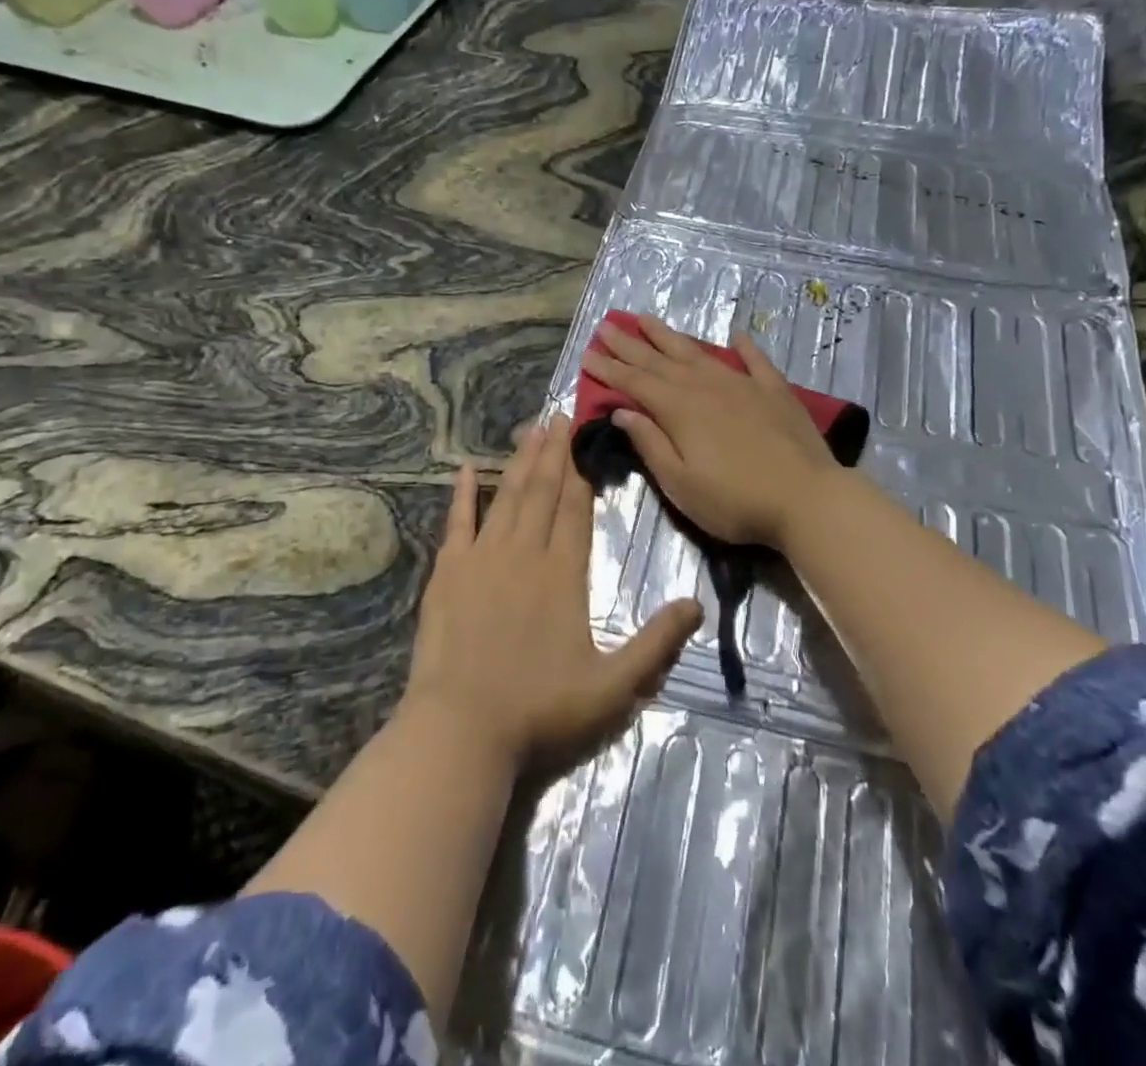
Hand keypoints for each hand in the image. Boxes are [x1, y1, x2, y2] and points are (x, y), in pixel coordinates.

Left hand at [402, 416, 702, 769]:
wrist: (461, 732)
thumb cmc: (539, 710)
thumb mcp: (613, 688)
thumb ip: (656, 643)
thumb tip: (697, 603)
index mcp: (563, 574)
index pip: (576, 509)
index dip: (582, 471)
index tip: (585, 436)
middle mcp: (525, 554)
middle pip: (543, 492)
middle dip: (554, 451)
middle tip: (561, 413)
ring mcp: (483, 559)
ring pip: (507, 497)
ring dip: (521, 461)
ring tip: (531, 427)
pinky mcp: (448, 574)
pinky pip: (458, 522)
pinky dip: (463, 493)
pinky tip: (468, 467)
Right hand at [579, 314, 839, 549]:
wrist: (806, 498)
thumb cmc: (735, 501)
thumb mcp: (681, 483)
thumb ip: (650, 444)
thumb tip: (623, 411)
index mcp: (680, 410)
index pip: (636, 383)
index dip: (609, 369)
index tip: (587, 353)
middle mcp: (706, 387)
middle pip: (660, 361)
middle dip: (630, 345)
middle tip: (606, 327)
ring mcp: (743, 385)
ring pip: (699, 353)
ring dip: (670, 336)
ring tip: (647, 319)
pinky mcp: (775, 391)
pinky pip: (755, 361)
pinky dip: (744, 347)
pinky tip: (736, 334)